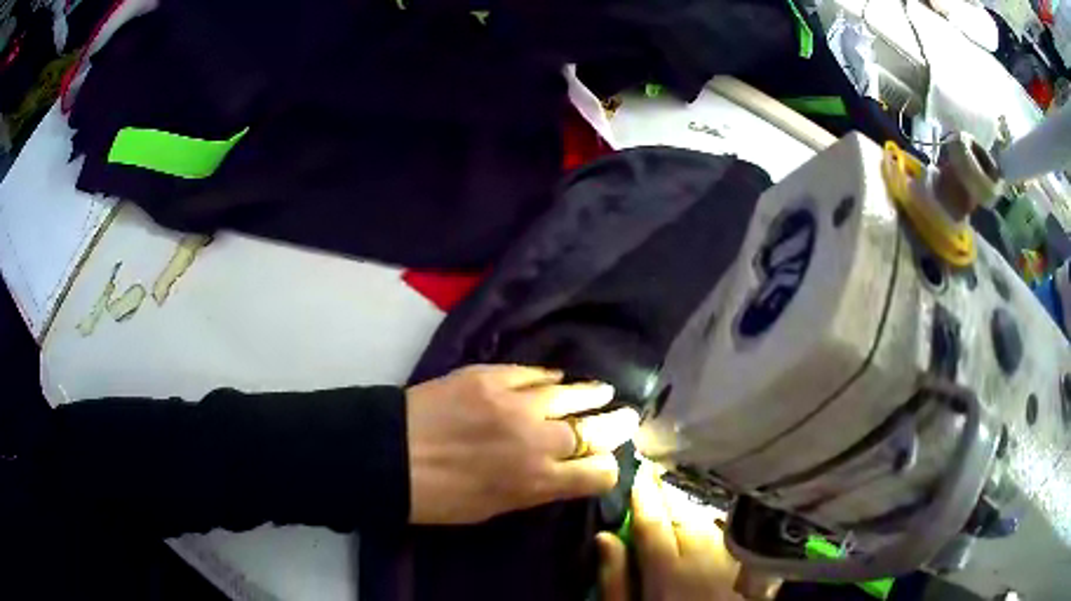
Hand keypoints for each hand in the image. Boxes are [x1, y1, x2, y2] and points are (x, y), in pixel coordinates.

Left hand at [406, 364, 638, 523]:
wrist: (388, 457)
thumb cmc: (438, 497)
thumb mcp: (493, 508)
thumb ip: (534, 489)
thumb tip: (559, 473)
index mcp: (537, 482)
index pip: (598, 473)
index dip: (607, 469)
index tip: (605, 463)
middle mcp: (537, 441)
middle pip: (594, 430)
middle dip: (616, 426)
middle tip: (625, 417)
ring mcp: (515, 402)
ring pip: (571, 394)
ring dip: (592, 394)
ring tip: (603, 391)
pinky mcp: (490, 376)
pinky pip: (533, 372)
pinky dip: (549, 378)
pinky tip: (557, 378)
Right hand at [596, 463, 742, 600]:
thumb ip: (616, 578)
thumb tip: (605, 537)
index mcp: (669, 572)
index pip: (653, 523)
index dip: (644, 495)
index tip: (638, 471)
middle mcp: (705, 560)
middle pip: (686, 518)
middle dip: (670, 500)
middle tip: (656, 487)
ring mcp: (730, 564)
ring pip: (711, 524)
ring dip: (692, 513)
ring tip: (678, 508)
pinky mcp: (747, 570)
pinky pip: (730, 539)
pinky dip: (716, 530)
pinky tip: (708, 531)